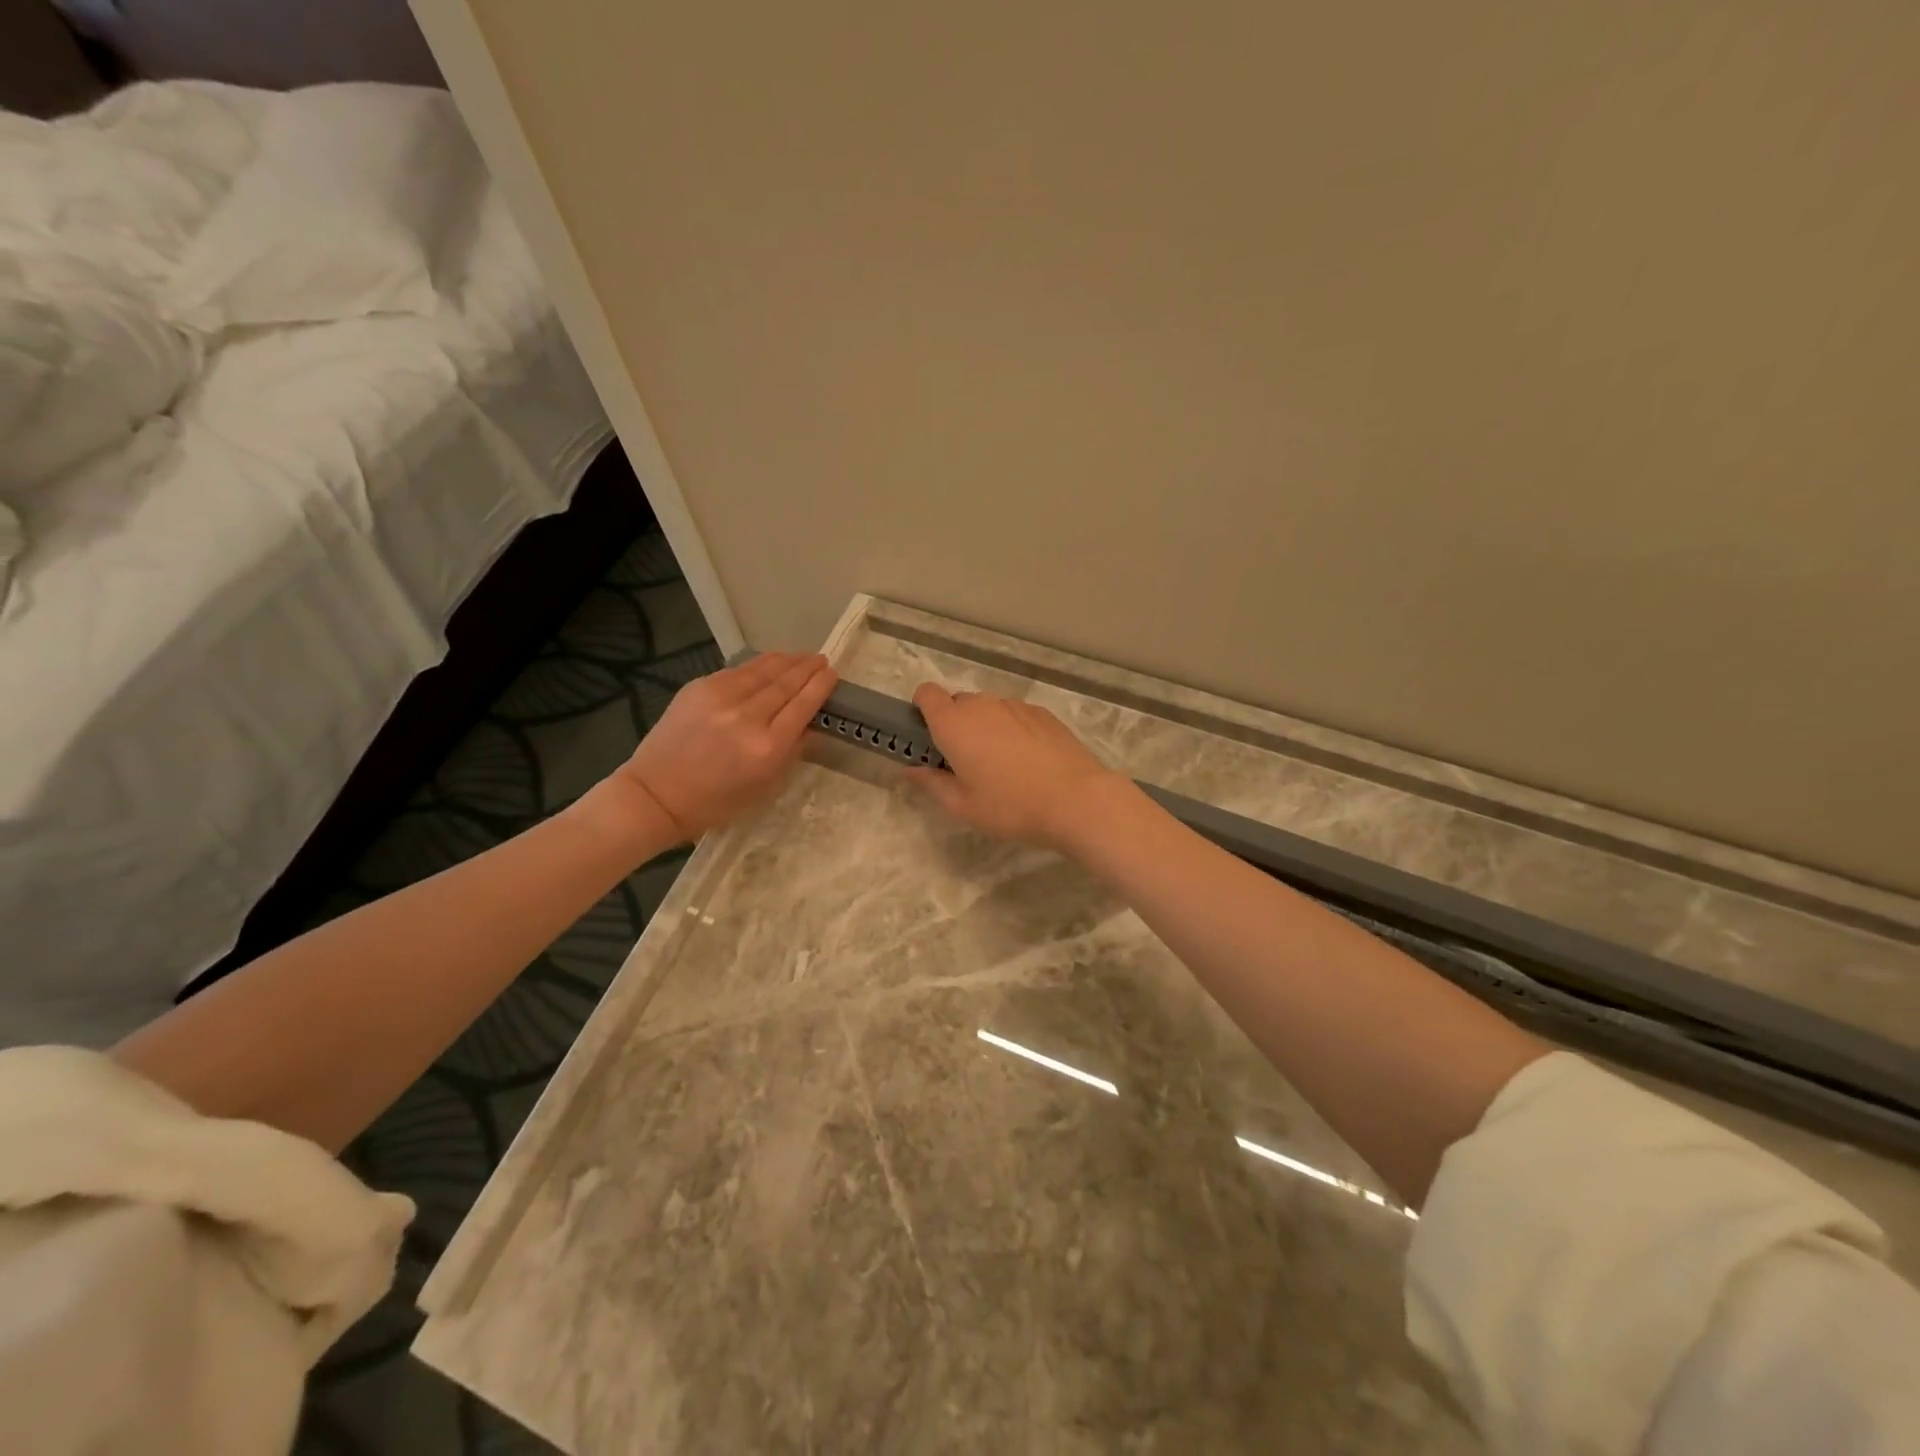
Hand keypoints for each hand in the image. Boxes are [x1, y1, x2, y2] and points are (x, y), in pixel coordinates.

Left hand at [611, 652, 836, 841]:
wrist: (656, 794)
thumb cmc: (715, 803)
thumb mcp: (764, 787)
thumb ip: (791, 752)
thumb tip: (809, 724)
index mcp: (767, 747)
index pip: (803, 705)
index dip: (821, 686)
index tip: (832, 674)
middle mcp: (747, 716)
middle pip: (786, 683)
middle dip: (808, 669)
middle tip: (822, 660)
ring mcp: (721, 697)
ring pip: (763, 670)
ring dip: (787, 661)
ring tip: (802, 657)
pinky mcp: (699, 688)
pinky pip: (738, 671)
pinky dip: (759, 665)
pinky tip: (770, 662)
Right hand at [907, 684, 1127, 851]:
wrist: (1075, 799)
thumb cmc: (1010, 806)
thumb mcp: (963, 806)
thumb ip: (932, 783)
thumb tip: (911, 769)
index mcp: (954, 724)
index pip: (926, 694)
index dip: (922, 709)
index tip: (929, 736)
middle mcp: (982, 705)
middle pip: (958, 702)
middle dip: (955, 724)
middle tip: (965, 761)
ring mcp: (1015, 706)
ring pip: (989, 708)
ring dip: (985, 726)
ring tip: (1001, 764)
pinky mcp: (1042, 713)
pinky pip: (1015, 715)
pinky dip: (1012, 729)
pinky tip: (1028, 761)